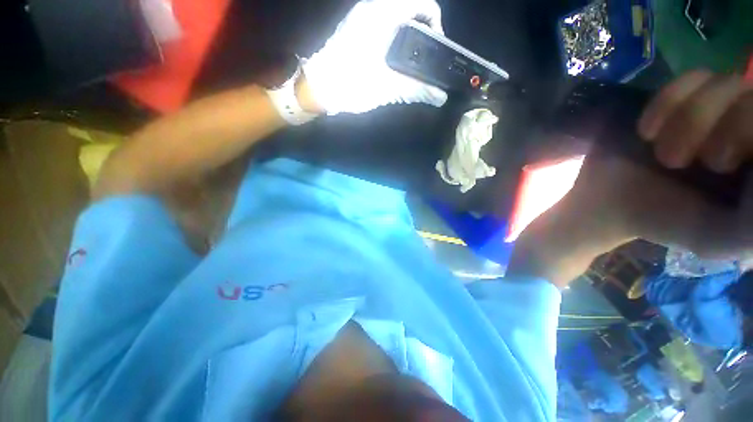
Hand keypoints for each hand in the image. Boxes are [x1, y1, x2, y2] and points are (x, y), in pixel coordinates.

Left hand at [302, 0, 447, 114]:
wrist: (318, 88)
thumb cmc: (351, 84)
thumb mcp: (387, 87)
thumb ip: (417, 90)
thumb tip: (441, 97)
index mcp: (383, 13)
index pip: (423, 2)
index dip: (436, 22)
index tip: (436, 48)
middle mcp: (373, 7)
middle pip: (411, 8)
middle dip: (423, 30)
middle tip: (425, 58)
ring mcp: (362, 16)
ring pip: (397, 15)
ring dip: (409, 35)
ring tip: (412, 62)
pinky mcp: (356, 28)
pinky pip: (384, 23)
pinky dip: (395, 37)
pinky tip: (394, 60)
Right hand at [511, 72, 752, 286]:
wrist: (607, 202)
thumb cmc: (661, 221)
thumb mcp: (715, 238)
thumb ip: (751, 226)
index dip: (745, 132)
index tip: (718, 166)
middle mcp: (746, 129)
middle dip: (718, 128)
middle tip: (678, 161)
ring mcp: (719, 108)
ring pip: (726, 83)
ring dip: (688, 119)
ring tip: (660, 151)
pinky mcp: (686, 97)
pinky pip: (694, 77)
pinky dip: (669, 101)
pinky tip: (648, 130)